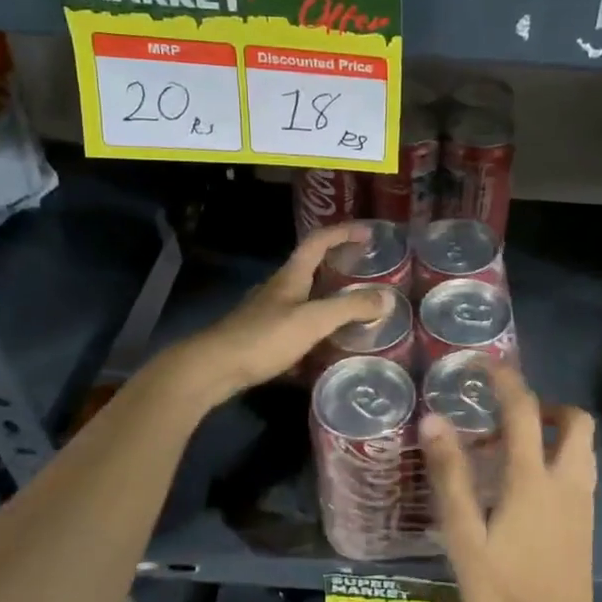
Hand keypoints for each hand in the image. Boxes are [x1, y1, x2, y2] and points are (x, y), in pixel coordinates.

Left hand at [164, 223, 394, 405]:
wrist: (213, 369)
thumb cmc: (263, 338)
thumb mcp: (312, 320)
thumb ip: (349, 308)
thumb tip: (388, 298)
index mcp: (291, 277)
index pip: (318, 242)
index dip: (343, 233)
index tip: (369, 234)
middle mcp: (279, 289)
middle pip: (312, 268)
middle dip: (340, 266)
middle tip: (368, 274)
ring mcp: (268, 313)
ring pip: (305, 298)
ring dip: (329, 299)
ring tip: (355, 311)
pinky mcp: (263, 337)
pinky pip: (297, 325)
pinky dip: (317, 329)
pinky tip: (328, 347)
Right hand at [420, 364, 597, 601]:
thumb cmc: (502, 591)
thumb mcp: (464, 536)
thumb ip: (451, 476)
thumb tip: (434, 420)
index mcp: (534, 479)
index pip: (524, 411)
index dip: (506, 380)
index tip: (486, 363)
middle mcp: (567, 482)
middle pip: (576, 421)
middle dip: (547, 405)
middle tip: (511, 416)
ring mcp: (583, 504)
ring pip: (583, 446)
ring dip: (556, 432)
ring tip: (515, 449)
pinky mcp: (587, 524)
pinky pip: (581, 471)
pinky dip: (560, 458)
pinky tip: (529, 487)